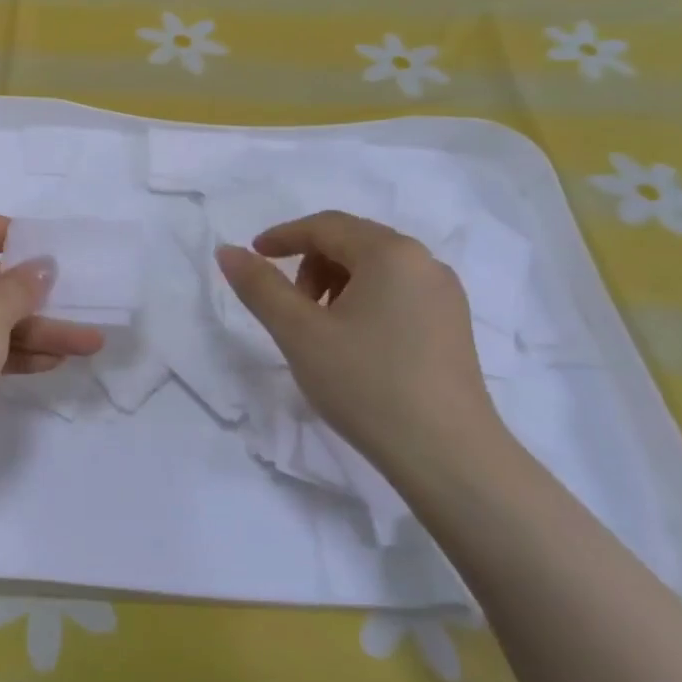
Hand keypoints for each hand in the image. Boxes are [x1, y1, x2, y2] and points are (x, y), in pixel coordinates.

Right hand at [215, 211, 505, 472]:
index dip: (283, 236)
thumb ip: (260, 287)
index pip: (327, 226)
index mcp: (391, 253)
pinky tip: (354, 345)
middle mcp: (425, 263)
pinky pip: (397, 294)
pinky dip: (364, 303)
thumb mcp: (299, 333)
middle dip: (310, 265)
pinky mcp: (453, 326)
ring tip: (319, 331)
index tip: (253, 256)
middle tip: (290, 307)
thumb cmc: (366, 384)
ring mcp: (445, 295)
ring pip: (376, 270)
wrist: (447, 455)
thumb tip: (228, 251)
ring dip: (336, 286)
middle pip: (353, 243)